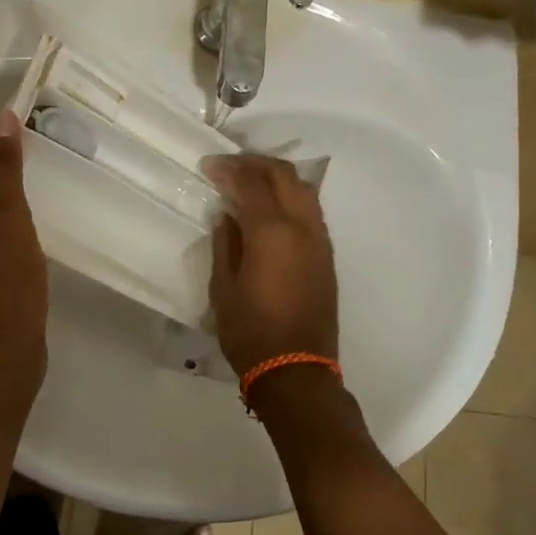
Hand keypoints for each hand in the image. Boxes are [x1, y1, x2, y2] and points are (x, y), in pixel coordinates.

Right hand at [204, 154, 337, 374]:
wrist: (297, 371)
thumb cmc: (250, 332)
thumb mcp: (223, 288)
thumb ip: (225, 244)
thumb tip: (227, 216)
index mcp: (272, 232)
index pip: (251, 183)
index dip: (229, 169)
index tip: (209, 165)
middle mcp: (302, 227)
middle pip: (284, 175)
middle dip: (255, 163)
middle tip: (230, 165)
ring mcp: (319, 240)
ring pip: (304, 189)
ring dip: (277, 176)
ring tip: (251, 180)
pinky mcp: (327, 255)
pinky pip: (310, 210)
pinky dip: (290, 196)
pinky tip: (271, 206)